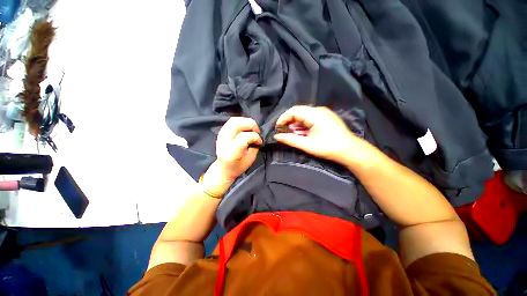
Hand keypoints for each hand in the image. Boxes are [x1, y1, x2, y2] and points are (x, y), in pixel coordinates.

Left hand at [202, 117, 261, 195]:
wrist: (222, 169)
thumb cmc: (238, 167)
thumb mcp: (250, 160)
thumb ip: (255, 147)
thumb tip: (258, 137)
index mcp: (232, 152)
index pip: (244, 137)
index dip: (255, 137)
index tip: (260, 141)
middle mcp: (224, 141)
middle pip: (237, 124)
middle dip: (251, 124)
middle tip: (257, 131)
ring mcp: (221, 136)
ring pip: (234, 120)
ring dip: (246, 121)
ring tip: (252, 128)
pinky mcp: (221, 132)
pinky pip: (231, 121)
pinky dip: (241, 121)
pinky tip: (246, 127)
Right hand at [274, 106, 370, 166]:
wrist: (350, 151)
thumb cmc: (328, 147)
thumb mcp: (307, 144)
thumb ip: (290, 139)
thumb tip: (276, 136)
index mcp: (314, 114)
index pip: (293, 111)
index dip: (283, 118)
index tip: (277, 128)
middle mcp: (319, 110)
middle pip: (298, 112)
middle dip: (289, 122)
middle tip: (284, 133)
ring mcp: (324, 114)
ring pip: (304, 116)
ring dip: (296, 125)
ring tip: (292, 135)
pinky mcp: (326, 118)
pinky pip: (310, 119)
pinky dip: (303, 126)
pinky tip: (302, 134)